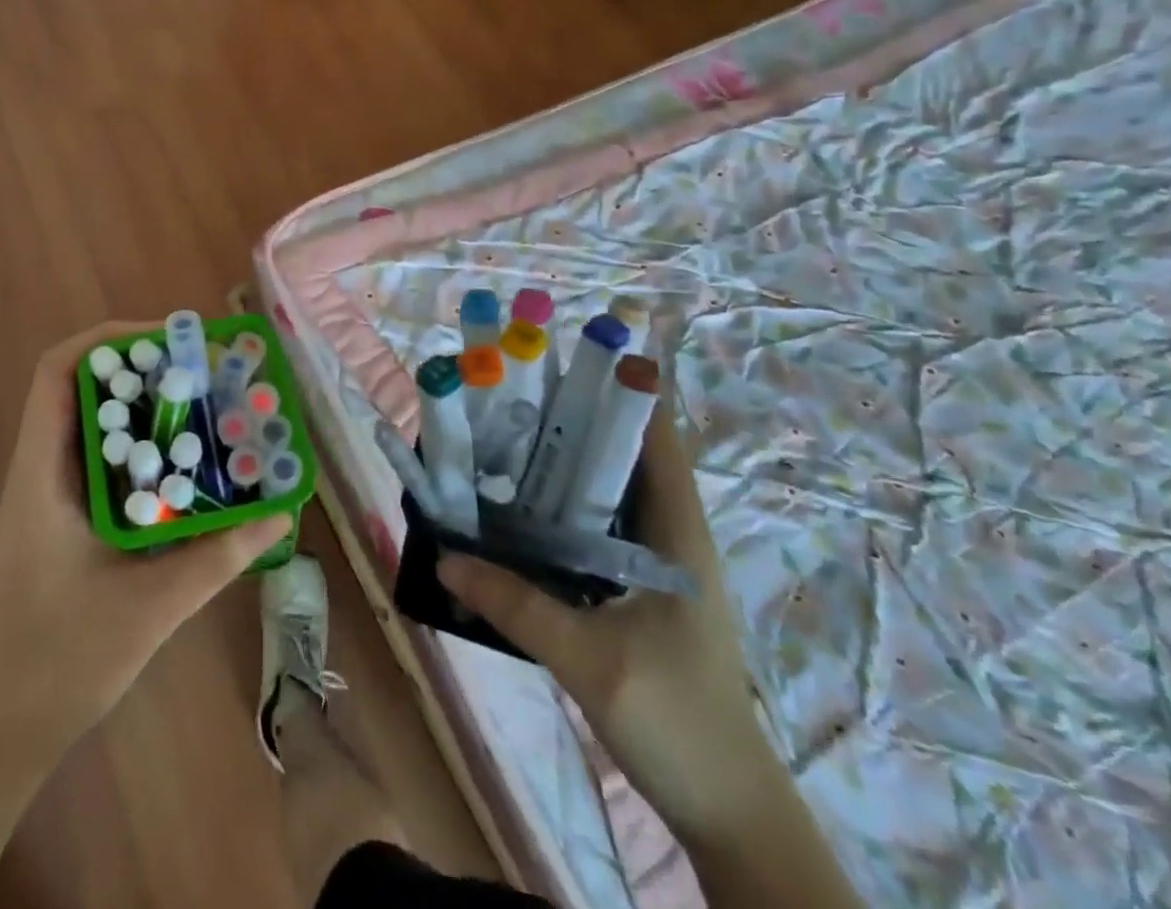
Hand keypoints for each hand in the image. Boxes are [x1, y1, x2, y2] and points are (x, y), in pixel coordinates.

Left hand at [0, 321, 289, 753]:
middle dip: (141, 369)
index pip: (57, 373)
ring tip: (202, 407)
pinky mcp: (63, 518)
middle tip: (202, 372)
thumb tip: (281, 514)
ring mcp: (49, 495)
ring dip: (144, 407)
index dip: (109, 341)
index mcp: (41, 474)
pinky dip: (142, 449)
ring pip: (94, 423)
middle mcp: (40, 470)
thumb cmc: (62, 661)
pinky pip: (103, 461)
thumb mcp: (151, 605)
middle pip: (82, 387)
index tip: (170, 342)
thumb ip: (219, 556)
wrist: (4, 729)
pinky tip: (184, 468)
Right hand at [439, 406, 780, 841]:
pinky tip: (517, 511)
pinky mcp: (638, 588)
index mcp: (678, 534)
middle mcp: (670, 535)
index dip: (620, 390)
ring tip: (503, 438)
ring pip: (606, 490)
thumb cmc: (676, 723)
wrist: (727, 811)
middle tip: (511, 395)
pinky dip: (560, 507)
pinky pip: (595, 527)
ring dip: (562, 463)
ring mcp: (655, 563)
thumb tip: (443, 556)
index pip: (658, 438)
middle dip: (572, 419)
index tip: (564, 360)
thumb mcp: (589, 662)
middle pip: (623, 454)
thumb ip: (516, 605)